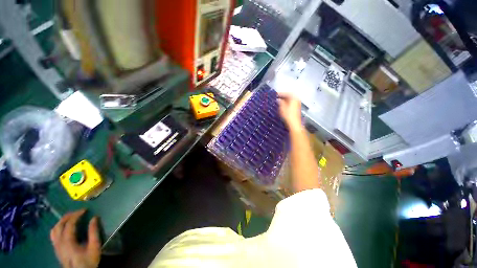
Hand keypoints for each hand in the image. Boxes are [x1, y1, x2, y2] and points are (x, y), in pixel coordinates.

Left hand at [50, 210, 100, 267]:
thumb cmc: (88, 261)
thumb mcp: (94, 247)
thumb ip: (94, 232)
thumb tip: (95, 218)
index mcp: (67, 241)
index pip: (69, 223)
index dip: (77, 215)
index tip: (85, 210)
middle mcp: (59, 242)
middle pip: (59, 225)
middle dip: (68, 216)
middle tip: (78, 212)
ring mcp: (56, 246)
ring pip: (54, 229)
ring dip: (62, 221)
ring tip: (71, 218)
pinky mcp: (56, 249)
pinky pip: (53, 235)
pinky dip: (58, 228)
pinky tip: (64, 228)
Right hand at [277, 91, 301, 130]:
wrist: (293, 123)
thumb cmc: (287, 115)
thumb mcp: (282, 107)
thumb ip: (280, 102)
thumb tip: (278, 99)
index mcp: (294, 98)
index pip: (287, 93)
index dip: (281, 94)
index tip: (275, 95)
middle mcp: (297, 100)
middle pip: (289, 96)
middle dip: (283, 97)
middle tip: (276, 98)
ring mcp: (298, 104)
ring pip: (290, 100)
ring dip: (284, 100)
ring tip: (278, 102)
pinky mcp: (297, 109)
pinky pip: (291, 104)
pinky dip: (286, 104)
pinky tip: (282, 106)